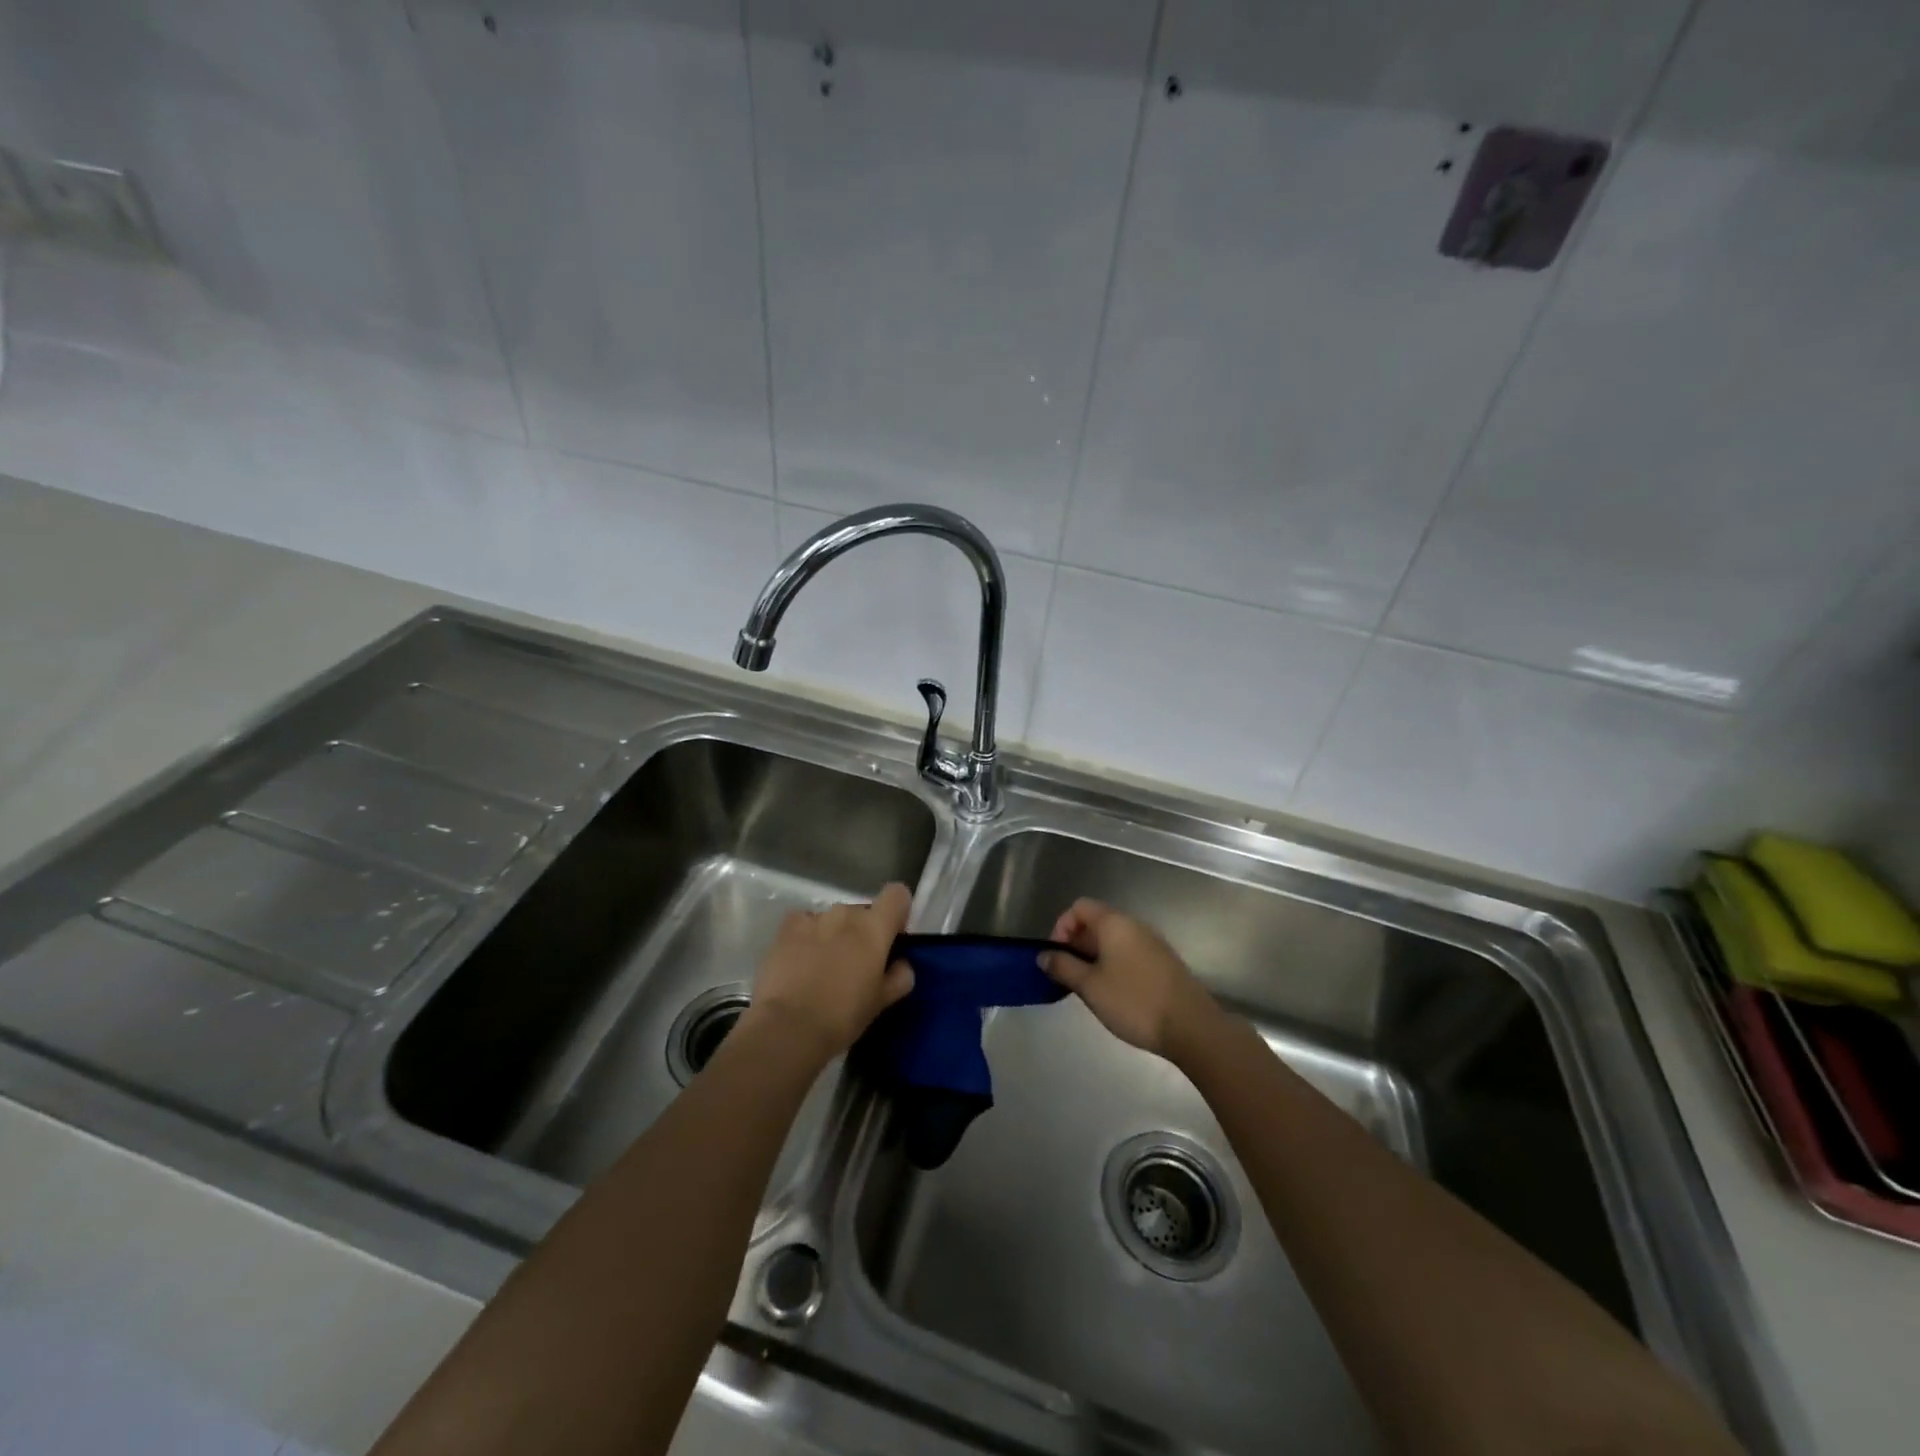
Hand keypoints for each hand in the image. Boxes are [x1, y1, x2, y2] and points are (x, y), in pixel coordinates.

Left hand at [743, 882, 915, 1061]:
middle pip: (863, 912)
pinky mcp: (787, 927)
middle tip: (855, 965)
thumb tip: (901, 965)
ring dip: (834, 935)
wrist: (788, 1027)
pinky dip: (806, 936)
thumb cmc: (843, 1016)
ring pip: (833, 919)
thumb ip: (899, 977)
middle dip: (862, 933)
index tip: (892, 938)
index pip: (897, 894)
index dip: (897, 912)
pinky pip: (804, 922)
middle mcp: (846, 913)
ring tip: (822, 968)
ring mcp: (814, 917)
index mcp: (875, 928)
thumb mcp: (881, 1002)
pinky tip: (800, 960)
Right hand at [1041, 899, 1218, 1057]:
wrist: (1192, 1027)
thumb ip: (1063, 967)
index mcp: (1115, 923)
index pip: (1079, 907)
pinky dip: (1114, 965)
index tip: (1056, 956)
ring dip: (1094, 957)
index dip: (1061, 927)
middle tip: (1068, 976)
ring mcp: (1152, 943)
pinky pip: (1129, 953)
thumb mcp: (1090, 986)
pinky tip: (1113, 993)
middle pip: (1096, 921)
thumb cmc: (1134, 1001)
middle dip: (1076, 944)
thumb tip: (1044, 955)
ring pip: (1113, 940)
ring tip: (1087, 987)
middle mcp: (1134, 925)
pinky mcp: (1163, 962)